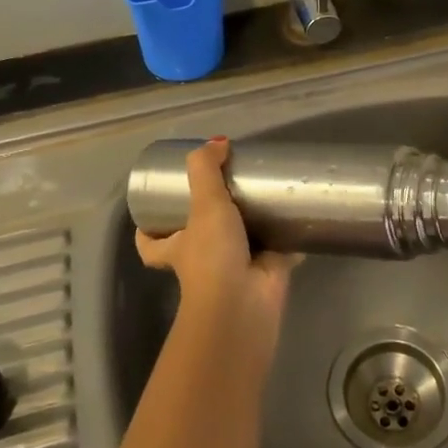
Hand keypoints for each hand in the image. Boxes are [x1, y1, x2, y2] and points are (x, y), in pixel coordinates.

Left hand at [135, 137, 296, 351]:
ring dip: (252, 224)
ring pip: (241, 242)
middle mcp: (204, 260)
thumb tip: (217, 143)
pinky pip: (278, 250)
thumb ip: (205, 170)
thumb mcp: (204, 205)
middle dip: (212, 219)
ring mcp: (236, 267)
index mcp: (179, 249)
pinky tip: (299, 216)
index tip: (155, 209)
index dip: (148, 231)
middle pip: (200, 238)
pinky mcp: (268, 271)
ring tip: (265, 194)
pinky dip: (287, 238)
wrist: (245, 304)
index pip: (152, 244)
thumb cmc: (212, 257)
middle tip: (228, 188)